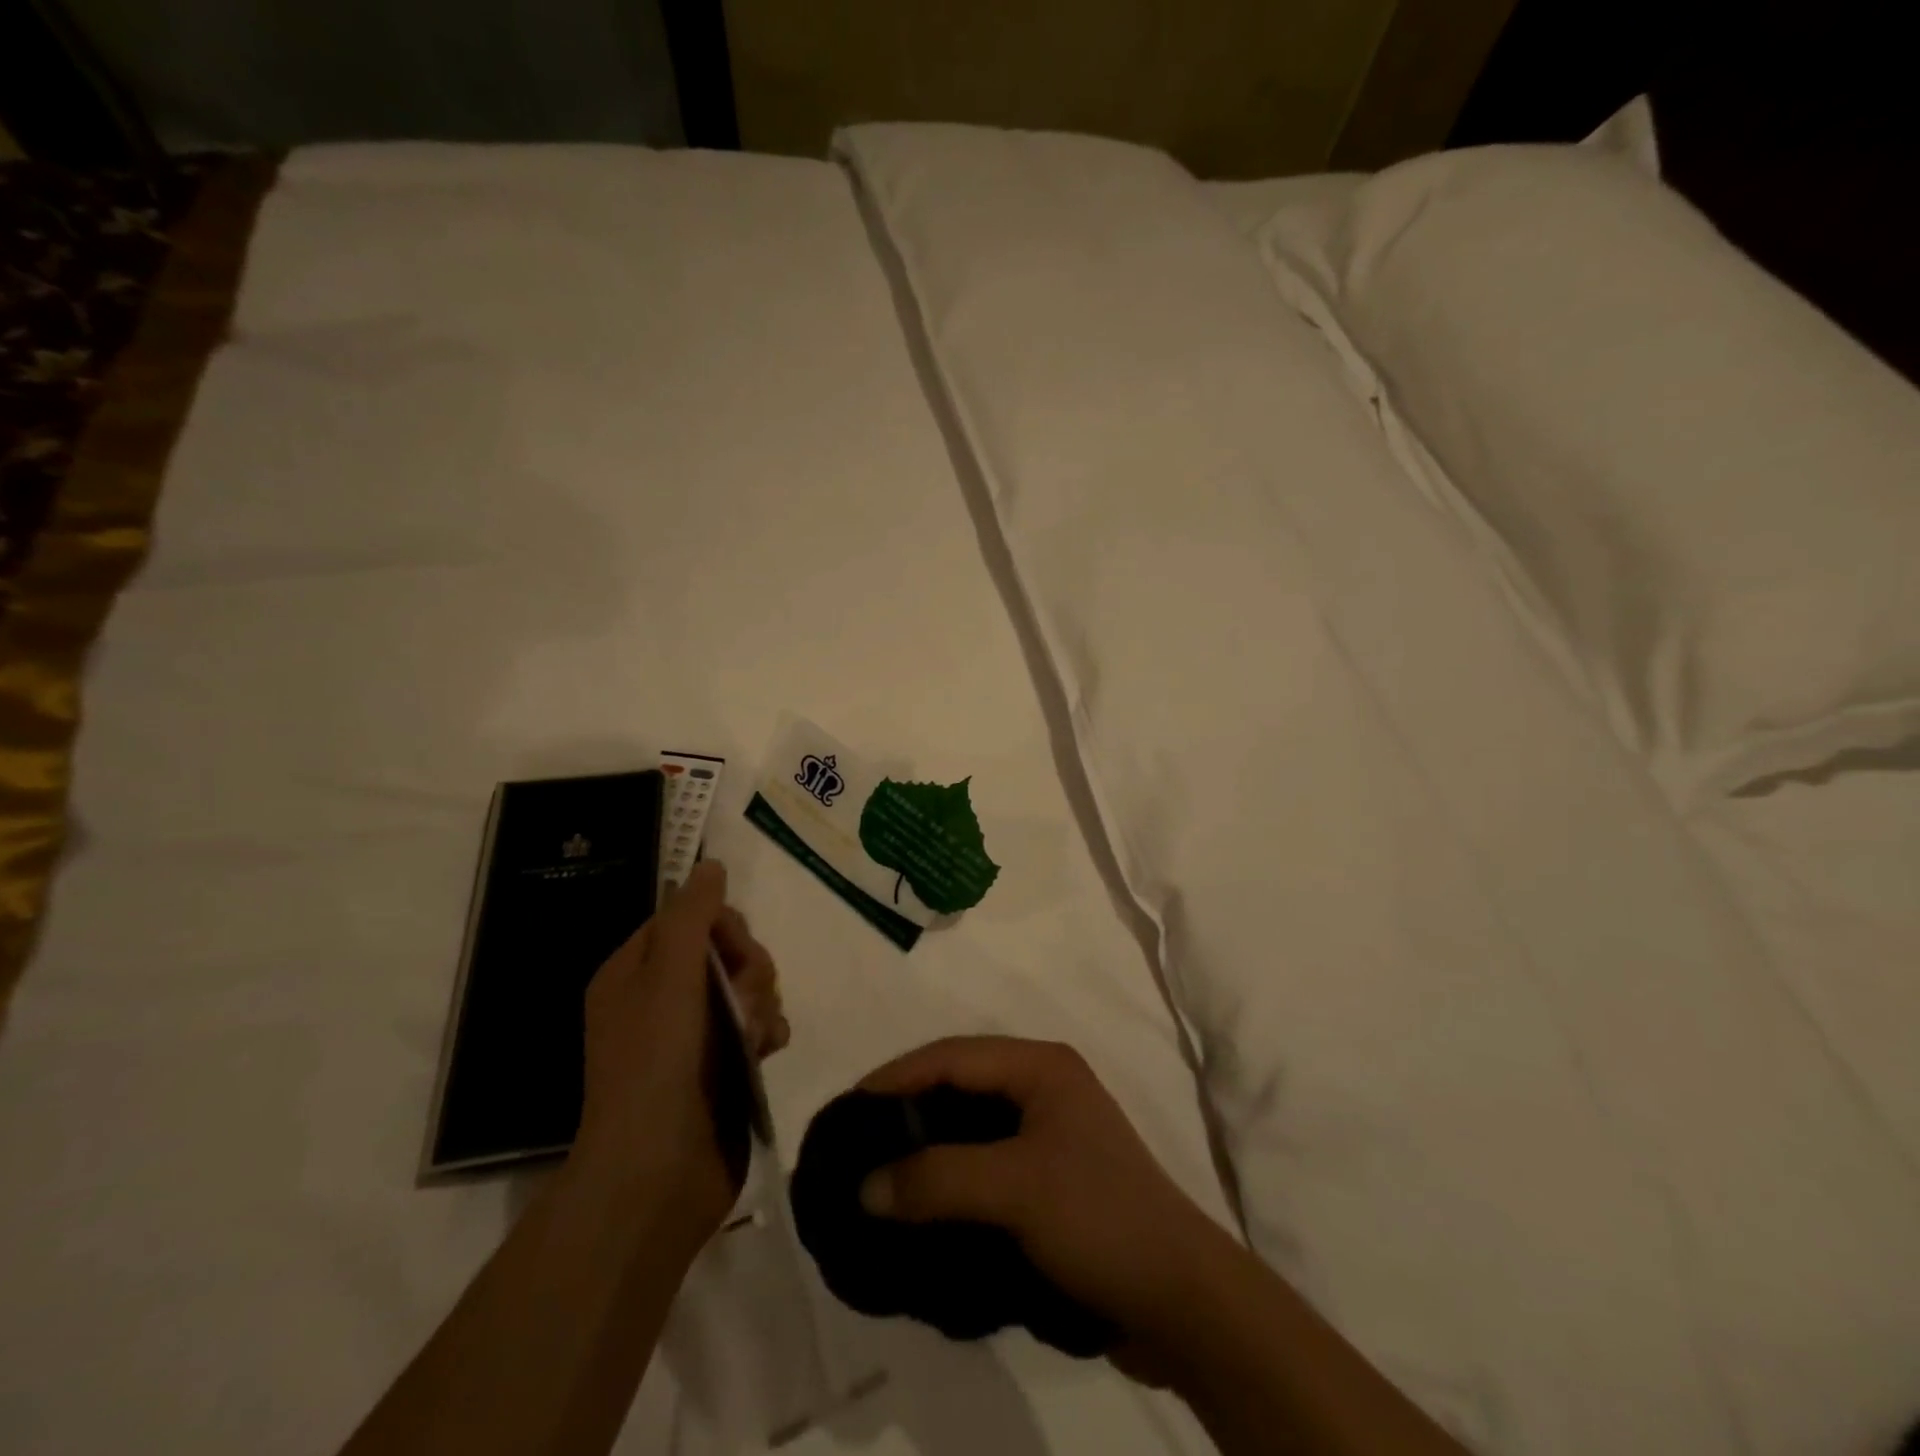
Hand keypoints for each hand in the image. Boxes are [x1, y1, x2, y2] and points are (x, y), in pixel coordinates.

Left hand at [574, 861, 788, 1242]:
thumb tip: (710, 864)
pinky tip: (769, 1049)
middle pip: (726, 950)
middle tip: (746, 999)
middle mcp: (661, 998)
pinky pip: (757, 1024)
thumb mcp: (670, 976)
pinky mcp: (722, 1066)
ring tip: (757, 1035)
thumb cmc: (656, 1064)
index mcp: (635, 971)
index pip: (690, 918)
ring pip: (748, 987)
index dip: (722, 927)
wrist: (657, 1173)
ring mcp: (693, 1035)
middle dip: (749, 969)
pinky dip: (767, 1030)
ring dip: (761, 1001)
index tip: (735, 952)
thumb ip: (693, 915)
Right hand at [855, 1036, 1242, 1381]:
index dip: (898, 1076)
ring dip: (927, 1146)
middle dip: (907, 1108)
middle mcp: (1044, 1086)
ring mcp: (1049, 1132)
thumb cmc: (1097, 1218)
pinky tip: (921, 1202)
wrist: (1180, 1299)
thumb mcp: (1015, 1189)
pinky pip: (985, 1162)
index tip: (848, 1108)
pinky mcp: (1050, 1177)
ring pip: (970, 1125)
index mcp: (1041, 1066)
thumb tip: (865, 1185)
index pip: (952, 1055)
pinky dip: (950, 1176)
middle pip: (959, 1083)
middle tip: (857, 1140)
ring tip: (878, 1172)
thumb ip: (937, 1179)